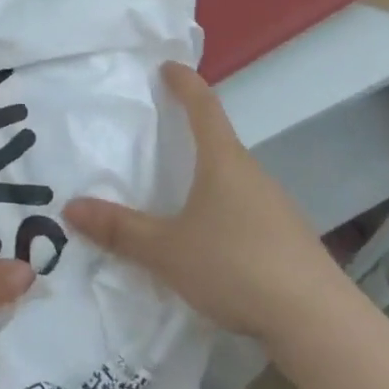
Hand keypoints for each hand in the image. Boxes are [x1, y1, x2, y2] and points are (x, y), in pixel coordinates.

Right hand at [64, 62, 340, 352]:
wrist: (317, 322)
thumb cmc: (235, 265)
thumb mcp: (167, 250)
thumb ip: (120, 230)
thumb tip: (71, 207)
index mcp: (224, 162)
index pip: (203, 106)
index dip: (184, 83)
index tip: (168, 67)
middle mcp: (252, 175)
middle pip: (220, 142)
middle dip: (192, 133)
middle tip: (162, 135)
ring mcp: (275, 208)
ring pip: (234, 180)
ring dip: (208, 178)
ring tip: (178, 194)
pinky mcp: (287, 241)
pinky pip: (246, 211)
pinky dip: (223, 212)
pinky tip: (211, 243)